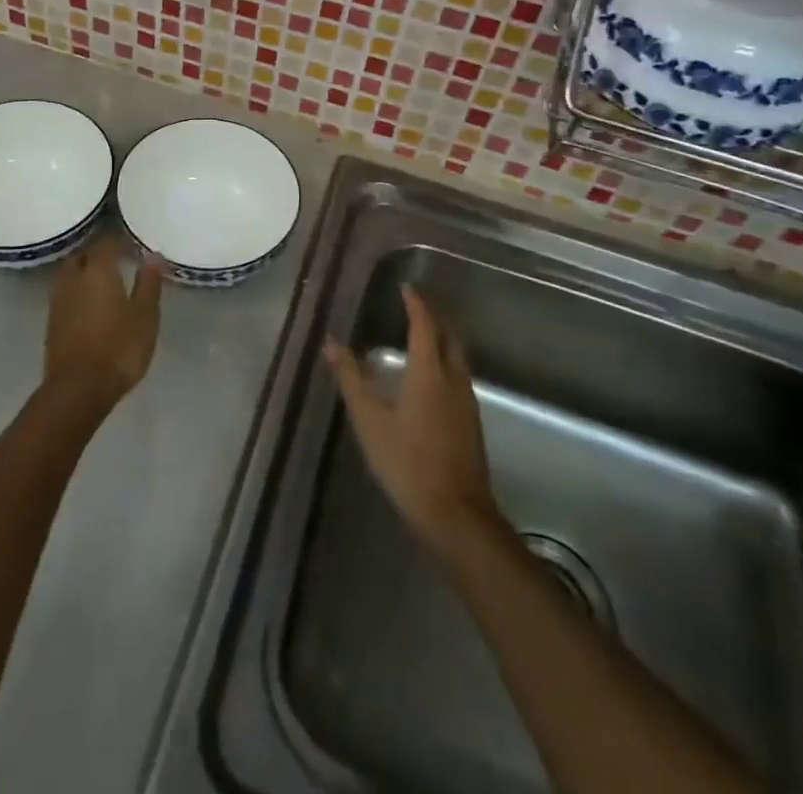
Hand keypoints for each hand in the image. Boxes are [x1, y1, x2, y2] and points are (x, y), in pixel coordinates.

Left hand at [44, 235, 162, 413]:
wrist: (78, 389)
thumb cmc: (119, 348)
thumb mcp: (145, 315)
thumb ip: (148, 283)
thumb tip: (153, 255)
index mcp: (97, 270)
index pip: (107, 243)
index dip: (120, 241)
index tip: (133, 247)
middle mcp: (73, 278)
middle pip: (83, 255)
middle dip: (98, 254)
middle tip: (117, 261)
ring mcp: (58, 300)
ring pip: (70, 274)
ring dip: (84, 272)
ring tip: (103, 281)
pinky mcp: (51, 321)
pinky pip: (65, 294)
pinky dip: (77, 292)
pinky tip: (89, 304)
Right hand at [324, 286, 499, 555]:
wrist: (456, 514)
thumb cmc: (407, 462)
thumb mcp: (369, 420)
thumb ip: (351, 379)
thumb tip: (331, 342)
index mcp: (429, 372)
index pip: (424, 325)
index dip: (416, 303)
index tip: (406, 287)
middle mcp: (453, 379)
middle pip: (449, 335)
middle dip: (434, 315)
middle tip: (416, 303)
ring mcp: (466, 402)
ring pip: (458, 355)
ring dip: (442, 337)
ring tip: (423, 331)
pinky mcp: (471, 422)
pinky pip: (460, 374)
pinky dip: (446, 359)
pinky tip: (433, 375)